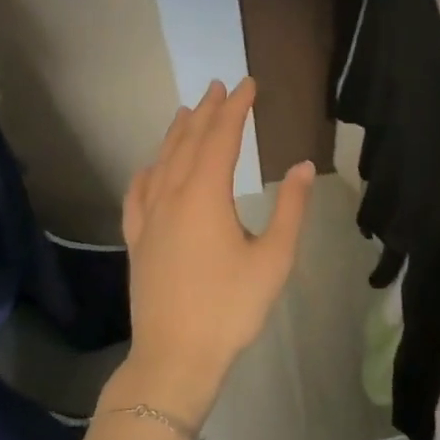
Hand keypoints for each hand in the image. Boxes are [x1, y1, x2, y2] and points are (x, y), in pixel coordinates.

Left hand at [120, 78, 314, 423]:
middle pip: (188, 143)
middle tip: (220, 86)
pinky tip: (149, 167)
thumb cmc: (231, 307)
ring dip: (177, 134)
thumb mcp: (274, 258)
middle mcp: (171, 197)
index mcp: (205, 196)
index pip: (221, 138)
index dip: (236, 108)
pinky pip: (138, 193)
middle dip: (207, 112)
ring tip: (188, 111)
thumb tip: (302, 166)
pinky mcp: (137, 241)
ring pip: (161, 163)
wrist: (175, 356)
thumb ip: (289, 208)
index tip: (248, 84)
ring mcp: (148, 219)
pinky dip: (147, 171)